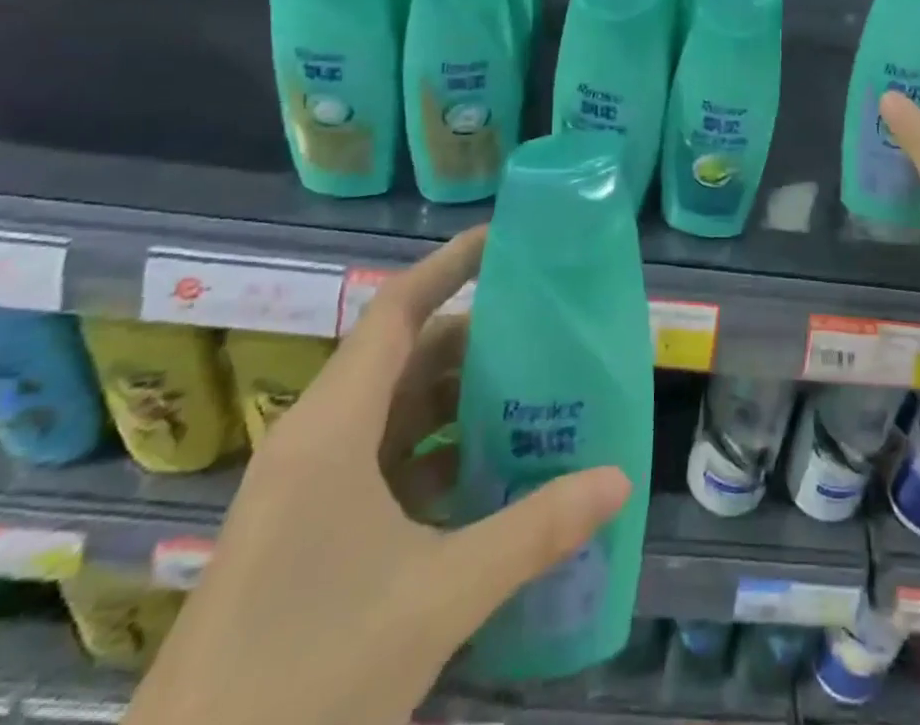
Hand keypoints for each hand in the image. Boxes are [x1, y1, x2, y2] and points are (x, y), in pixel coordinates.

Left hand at [125, 226, 631, 724]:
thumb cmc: (307, 678)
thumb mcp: (439, 596)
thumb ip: (535, 530)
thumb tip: (618, 481)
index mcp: (333, 428)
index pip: (397, 310)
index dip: (450, 265)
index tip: (506, 240)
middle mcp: (315, 441)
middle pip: (404, 358)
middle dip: (475, 343)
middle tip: (548, 337)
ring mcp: (303, 491)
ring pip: (393, 413)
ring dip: (457, 404)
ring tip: (532, 401)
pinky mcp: (301, 535)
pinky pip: (381, 464)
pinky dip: (434, 456)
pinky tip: (486, 481)